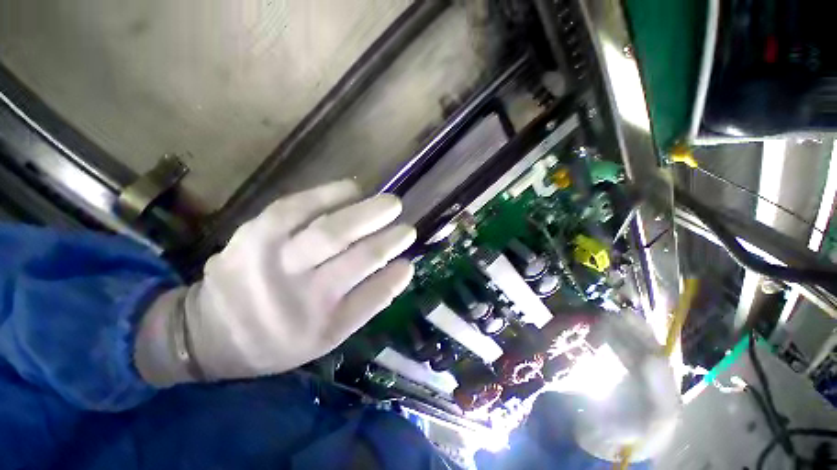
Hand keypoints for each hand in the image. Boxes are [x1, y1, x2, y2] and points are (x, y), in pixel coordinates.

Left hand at [136, 180, 415, 384]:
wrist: (209, 331)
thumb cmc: (277, 338)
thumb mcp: (325, 336)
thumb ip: (365, 303)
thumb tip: (399, 269)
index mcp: (320, 327)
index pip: (372, 298)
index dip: (395, 278)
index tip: (410, 262)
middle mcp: (300, 296)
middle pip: (357, 258)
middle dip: (389, 238)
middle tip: (407, 224)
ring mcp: (274, 261)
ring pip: (332, 230)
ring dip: (368, 213)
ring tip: (391, 204)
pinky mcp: (254, 233)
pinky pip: (299, 207)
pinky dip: (332, 194)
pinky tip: (354, 189)